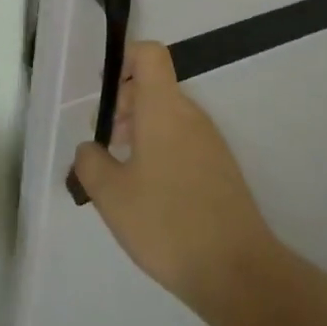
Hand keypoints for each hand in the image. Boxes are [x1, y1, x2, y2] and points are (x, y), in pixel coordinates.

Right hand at [71, 43, 283, 320]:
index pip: (149, 54)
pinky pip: (183, 140)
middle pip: (155, 86)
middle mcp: (190, 115)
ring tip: (120, 172)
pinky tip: (148, 194)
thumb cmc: (166, 223)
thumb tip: (90, 148)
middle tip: (103, 142)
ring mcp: (210, 141)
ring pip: (168, 115)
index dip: (123, 60)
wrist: (236, 271)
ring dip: (140, 130)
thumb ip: (90, 162)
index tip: (103, 94)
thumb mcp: (111, 195)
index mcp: (164, 108)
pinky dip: (160, 150)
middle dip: (123, 105)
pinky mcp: (220, 168)